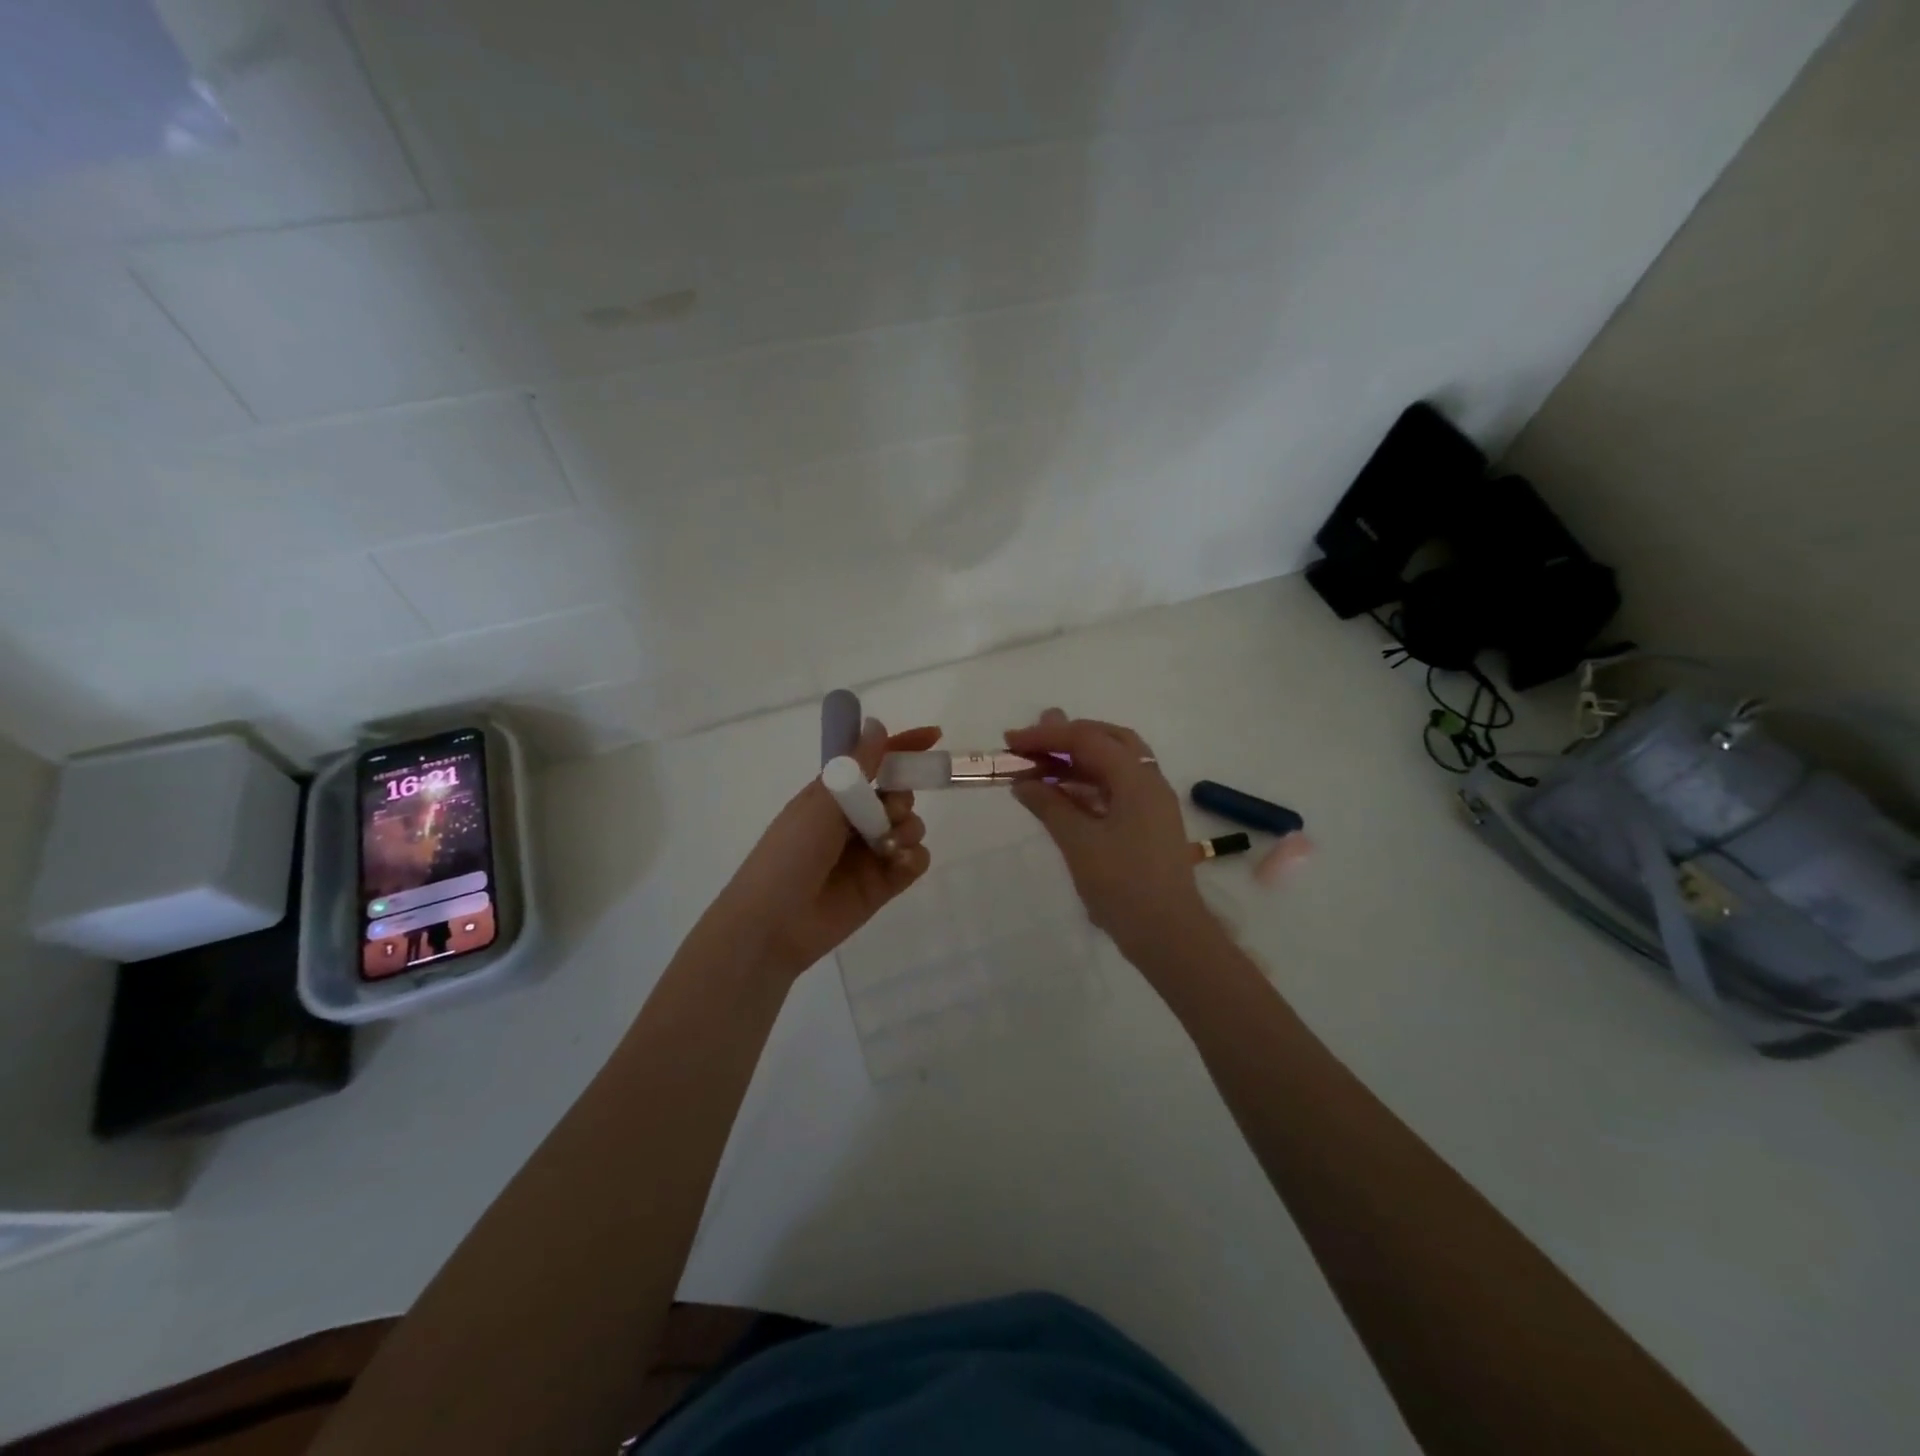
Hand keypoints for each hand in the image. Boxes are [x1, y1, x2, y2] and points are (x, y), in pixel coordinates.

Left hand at [715, 718, 938, 979]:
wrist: (773, 924)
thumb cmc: (788, 854)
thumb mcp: (821, 802)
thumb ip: (857, 765)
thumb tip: (876, 723)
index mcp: (834, 795)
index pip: (874, 761)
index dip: (902, 747)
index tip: (934, 737)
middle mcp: (854, 820)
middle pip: (899, 793)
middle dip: (903, 794)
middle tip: (890, 808)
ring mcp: (870, 854)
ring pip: (911, 826)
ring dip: (908, 827)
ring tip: (888, 844)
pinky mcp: (883, 885)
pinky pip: (915, 861)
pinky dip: (913, 857)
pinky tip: (899, 862)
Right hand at [1006, 709, 1208, 958]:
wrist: (1168, 935)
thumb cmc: (1123, 885)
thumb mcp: (1079, 842)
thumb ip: (1050, 805)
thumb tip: (1023, 782)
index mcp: (1137, 779)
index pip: (1088, 739)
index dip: (1047, 737)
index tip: (1011, 741)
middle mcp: (1150, 782)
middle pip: (1109, 740)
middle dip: (1069, 737)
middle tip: (1034, 742)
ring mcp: (1153, 804)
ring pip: (1115, 764)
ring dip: (1079, 759)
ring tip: (1042, 764)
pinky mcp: (1149, 825)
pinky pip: (1117, 789)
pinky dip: (1089, 783)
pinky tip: (1064, 795)